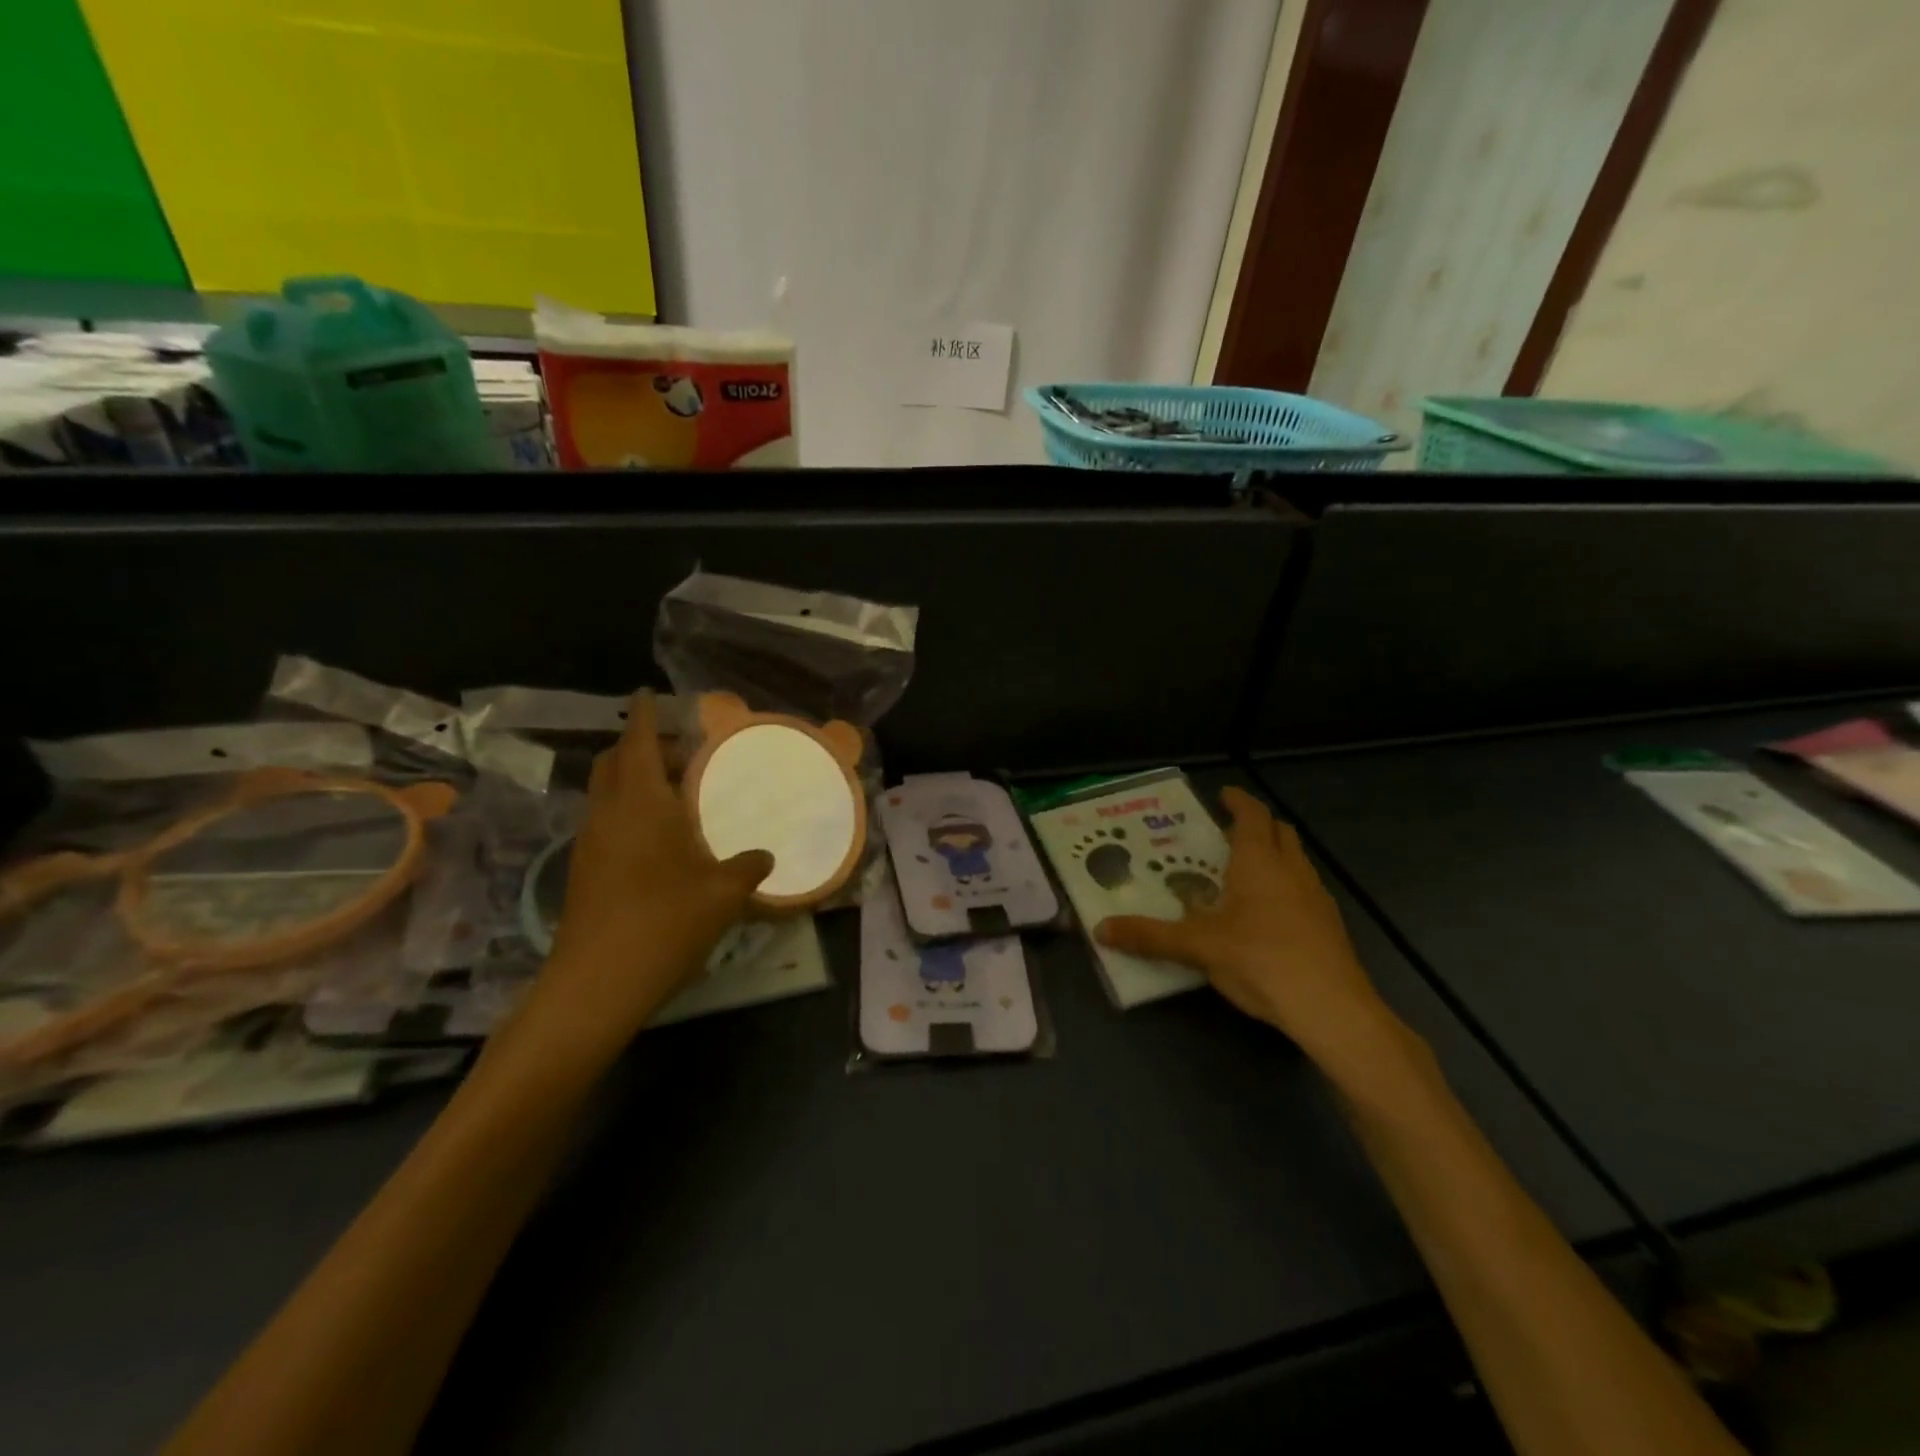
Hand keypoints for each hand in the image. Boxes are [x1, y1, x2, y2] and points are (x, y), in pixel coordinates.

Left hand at [535, 691, 772, 1041]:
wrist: (595, 985)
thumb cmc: (663, 924)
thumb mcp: (722, 894)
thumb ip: (748, 867)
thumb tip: (766, 856)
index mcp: (641, 804)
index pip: (636, 742)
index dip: (644, 714)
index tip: (648, 692)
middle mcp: (608, 813)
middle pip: (613, 761)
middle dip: (640, 746)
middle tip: (681, 754)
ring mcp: (590, 842)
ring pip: (606, 791)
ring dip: (634, 780)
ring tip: (677, 794)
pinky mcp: (583, 870)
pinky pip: (606, 819)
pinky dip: (629, 810)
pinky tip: (661, 837)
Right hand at [1096, 787, 1408, 1075]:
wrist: (1331, 1009)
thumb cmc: (1259, 960)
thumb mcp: (1197, 947)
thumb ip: (1149, 937)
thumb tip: (1100, 929)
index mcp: (1259, 862)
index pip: (1252, 815)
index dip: (1238, 801)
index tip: (1223, 794)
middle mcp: (1291, 870)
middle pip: (1280, 832)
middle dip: (1257, 825)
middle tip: (1228, 833)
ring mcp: (1316, 898)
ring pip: (1296, 861)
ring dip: (1274, 855)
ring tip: (1244, 873)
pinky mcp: (1329, 926)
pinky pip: (1305, 890)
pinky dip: (1286, 886)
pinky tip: (1267, 916)